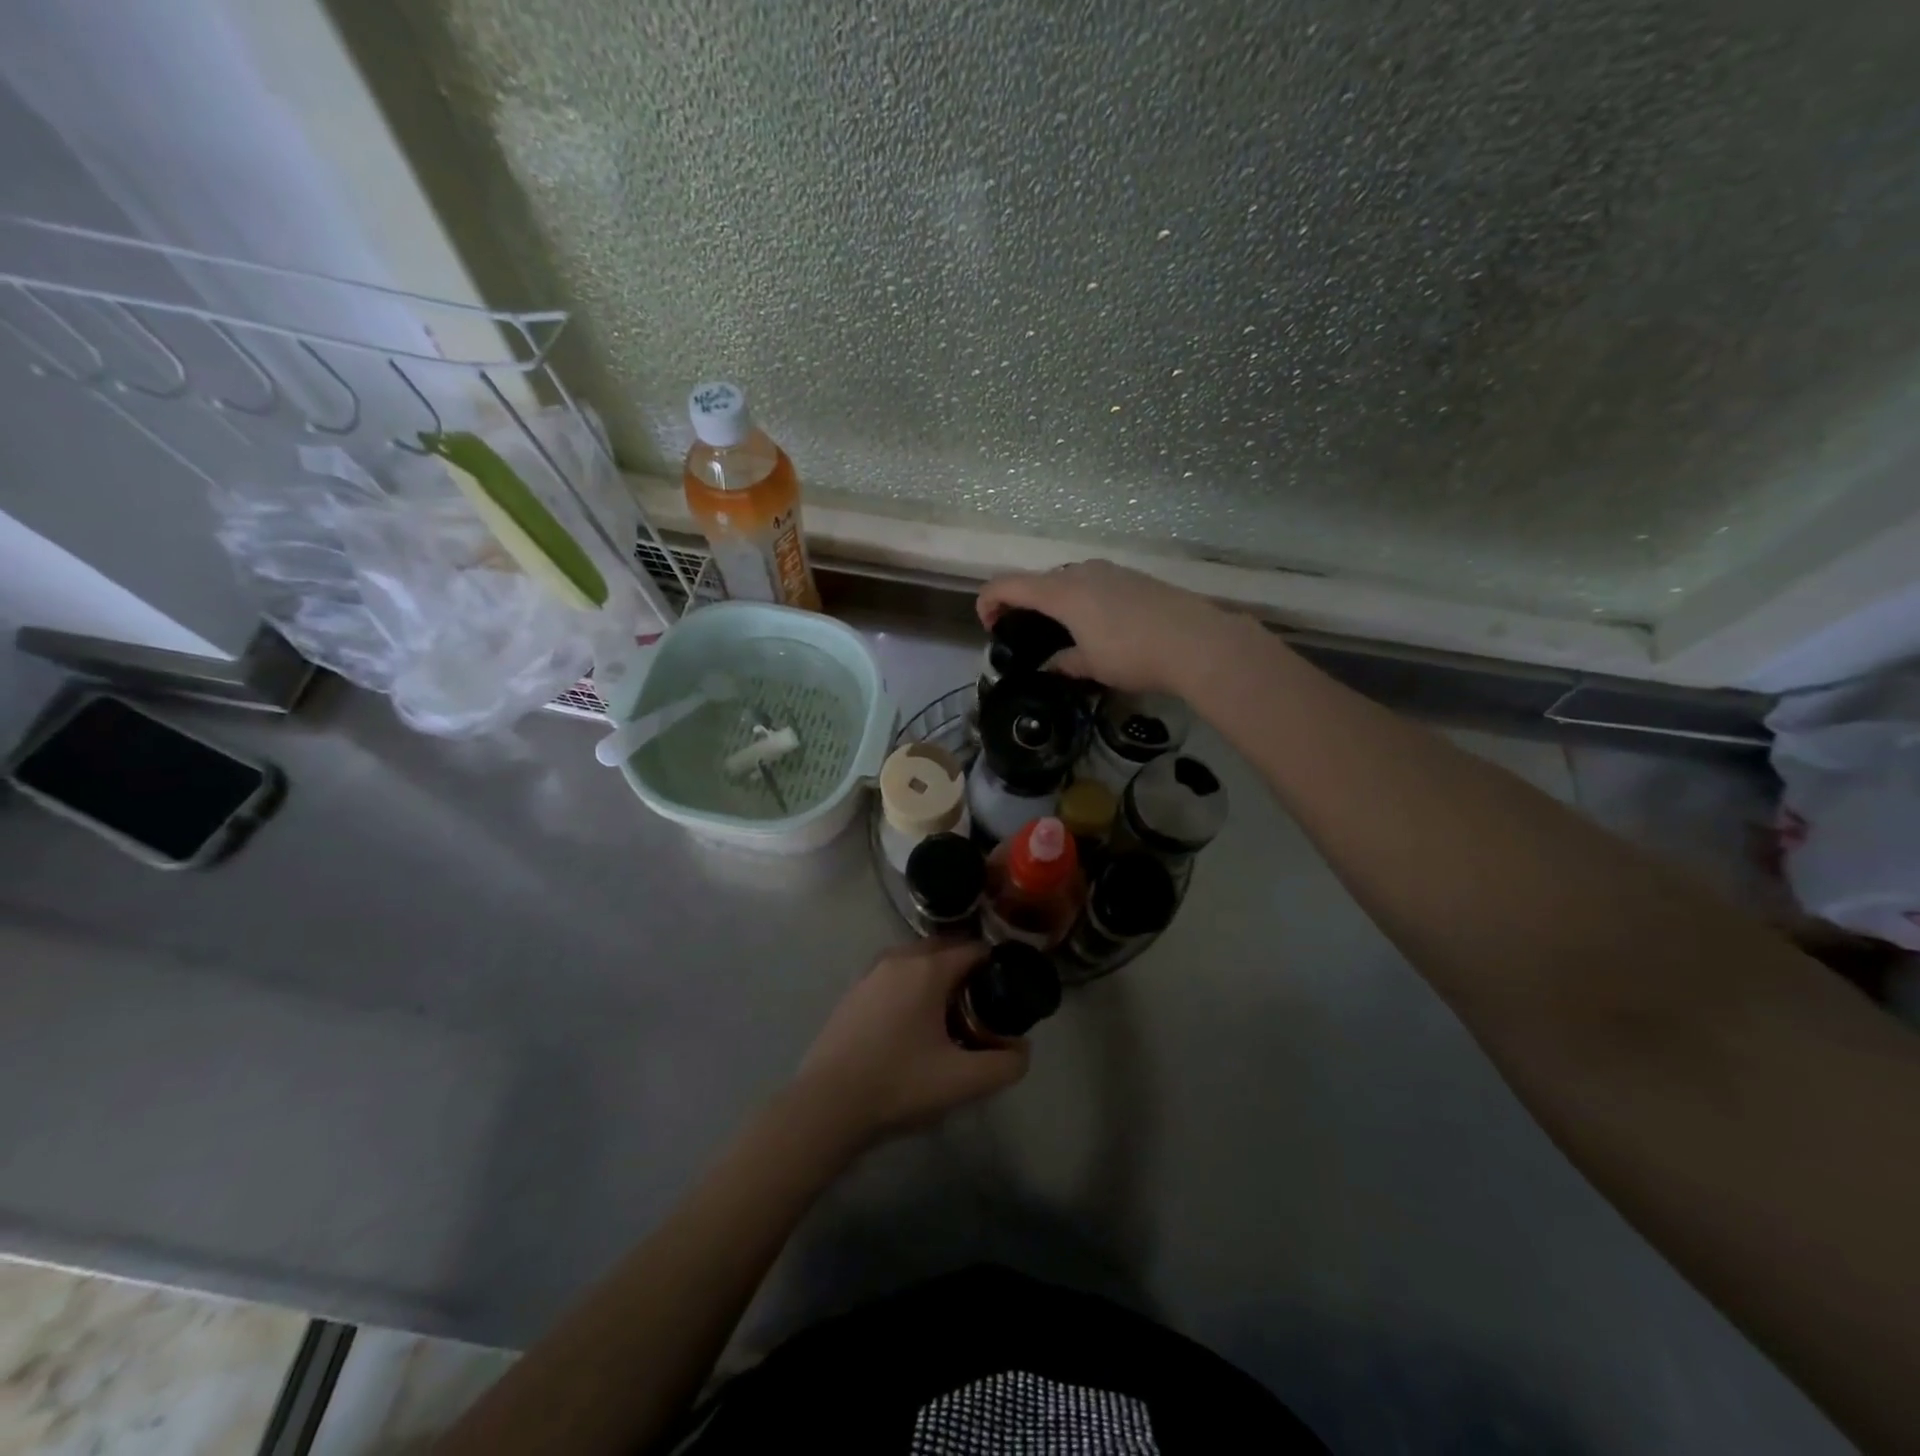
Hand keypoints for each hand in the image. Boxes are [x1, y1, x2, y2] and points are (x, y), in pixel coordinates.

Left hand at [792, 941, 1027, 1148]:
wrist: (827, 1105)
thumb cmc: (899, 1084)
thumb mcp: (963, 1081)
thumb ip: (1005, 1064)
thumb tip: (1022, 1049)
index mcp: (928, 969)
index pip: (973, 949)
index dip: (996, 968)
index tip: (1006, 993)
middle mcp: (898, 959)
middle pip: (944, 949)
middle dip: (966, 970)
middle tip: (981, 1007)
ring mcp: (871, 973)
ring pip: (916, 962)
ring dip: (937, 978)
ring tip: (948, 1018)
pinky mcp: (853, 992)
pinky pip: (894, 976)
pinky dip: (911, 987)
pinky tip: (912, 1027)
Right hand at [977, 559, 1249, 694]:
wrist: (1197, 642)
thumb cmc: (1133, 654)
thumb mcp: (1091, 666)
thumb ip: (1063, 662)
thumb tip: (1050, 665)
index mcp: (1061, 592)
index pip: (1007, 584)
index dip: (988, 602)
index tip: (989, 626)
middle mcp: (1081, 572)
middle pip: (1038, 580)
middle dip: (1023, 603)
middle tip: (1023, 632)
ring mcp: (1111, 571)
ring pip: (1068, 580)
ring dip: (1054, 600)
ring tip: (1062, 631)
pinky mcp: (1134, 577)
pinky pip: (1094, 583)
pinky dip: (1082, 599)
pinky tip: (1098, 626)